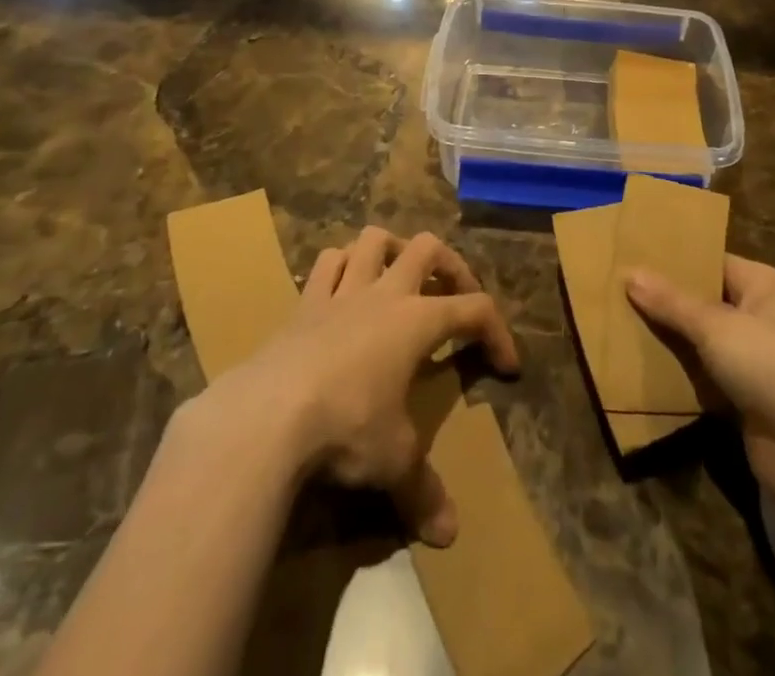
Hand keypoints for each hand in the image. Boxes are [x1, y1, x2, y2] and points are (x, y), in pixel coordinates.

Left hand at [206, 227, 518, 547]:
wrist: (267, 415)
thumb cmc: (346, 426)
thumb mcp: (392, 462)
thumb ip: (422, 491)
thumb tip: (448, 534)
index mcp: (418, 321)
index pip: (475, 310)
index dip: (498, 332)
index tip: (507, 367)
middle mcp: (385, 294)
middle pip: (428, 248)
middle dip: (450, 266)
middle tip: (454, 297)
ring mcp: (341, 293)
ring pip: (373, 240)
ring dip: (391, 250)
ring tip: (398, 276)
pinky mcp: (303, 304)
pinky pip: (325, 265)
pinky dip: (340, 267)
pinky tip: (341, 288)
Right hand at [626, 256, 774, 514]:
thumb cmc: (772, 364)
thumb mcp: (715, 325)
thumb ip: (671, 302)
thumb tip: (630, 272)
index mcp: (761, 285)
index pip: (711, 261)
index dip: (674, 260)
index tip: (631, 257)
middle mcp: (760, 317)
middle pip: (703, 302)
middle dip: (665, 302)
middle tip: (615, 292)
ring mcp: (754, 362)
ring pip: (701, 343)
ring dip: (669, 342)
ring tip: (617, 327)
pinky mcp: (746, 402)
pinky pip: (704, 380)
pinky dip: (679, 378)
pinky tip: (641, 371)